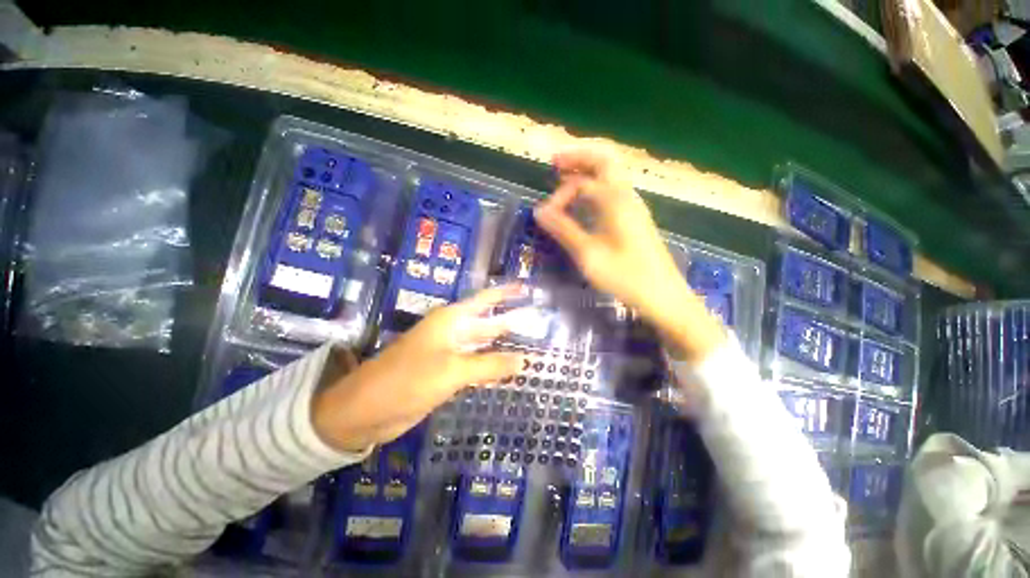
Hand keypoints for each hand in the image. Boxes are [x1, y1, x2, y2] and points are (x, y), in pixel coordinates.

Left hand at [313, 286, 523, 451]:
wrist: (367, 410)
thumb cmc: (408, 380)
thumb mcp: (452, 370)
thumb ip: (490, 364)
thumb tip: (525, 359)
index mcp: (452, 320)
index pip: (486, 300)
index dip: (507, 293)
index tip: (528, 289)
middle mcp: (453, 332)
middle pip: (488, 323)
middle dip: (512, 322)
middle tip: (540, 322)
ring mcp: (450, 353)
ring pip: (483, 346)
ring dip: (504, 346)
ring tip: (531, 347)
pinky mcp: (447, 373)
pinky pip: (476, 365)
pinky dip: (492, 366)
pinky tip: (509, 370)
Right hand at [534, 148, 725, 360]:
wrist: (663, 296)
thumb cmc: (626, 276)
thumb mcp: (588, 255)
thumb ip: (564, 230)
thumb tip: (539, 211)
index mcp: (616, 201)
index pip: (582, 183)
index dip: (559, 196)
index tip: (545, 216)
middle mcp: (627, 196)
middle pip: (604, 160)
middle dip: (578, 156)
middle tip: (554, 161)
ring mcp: (633, 206)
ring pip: (610, 174)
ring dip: (587, 169)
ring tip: (563, 175)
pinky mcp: (634, 218)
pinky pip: (612, 190)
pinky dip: (595, 186)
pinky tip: (582, 200)